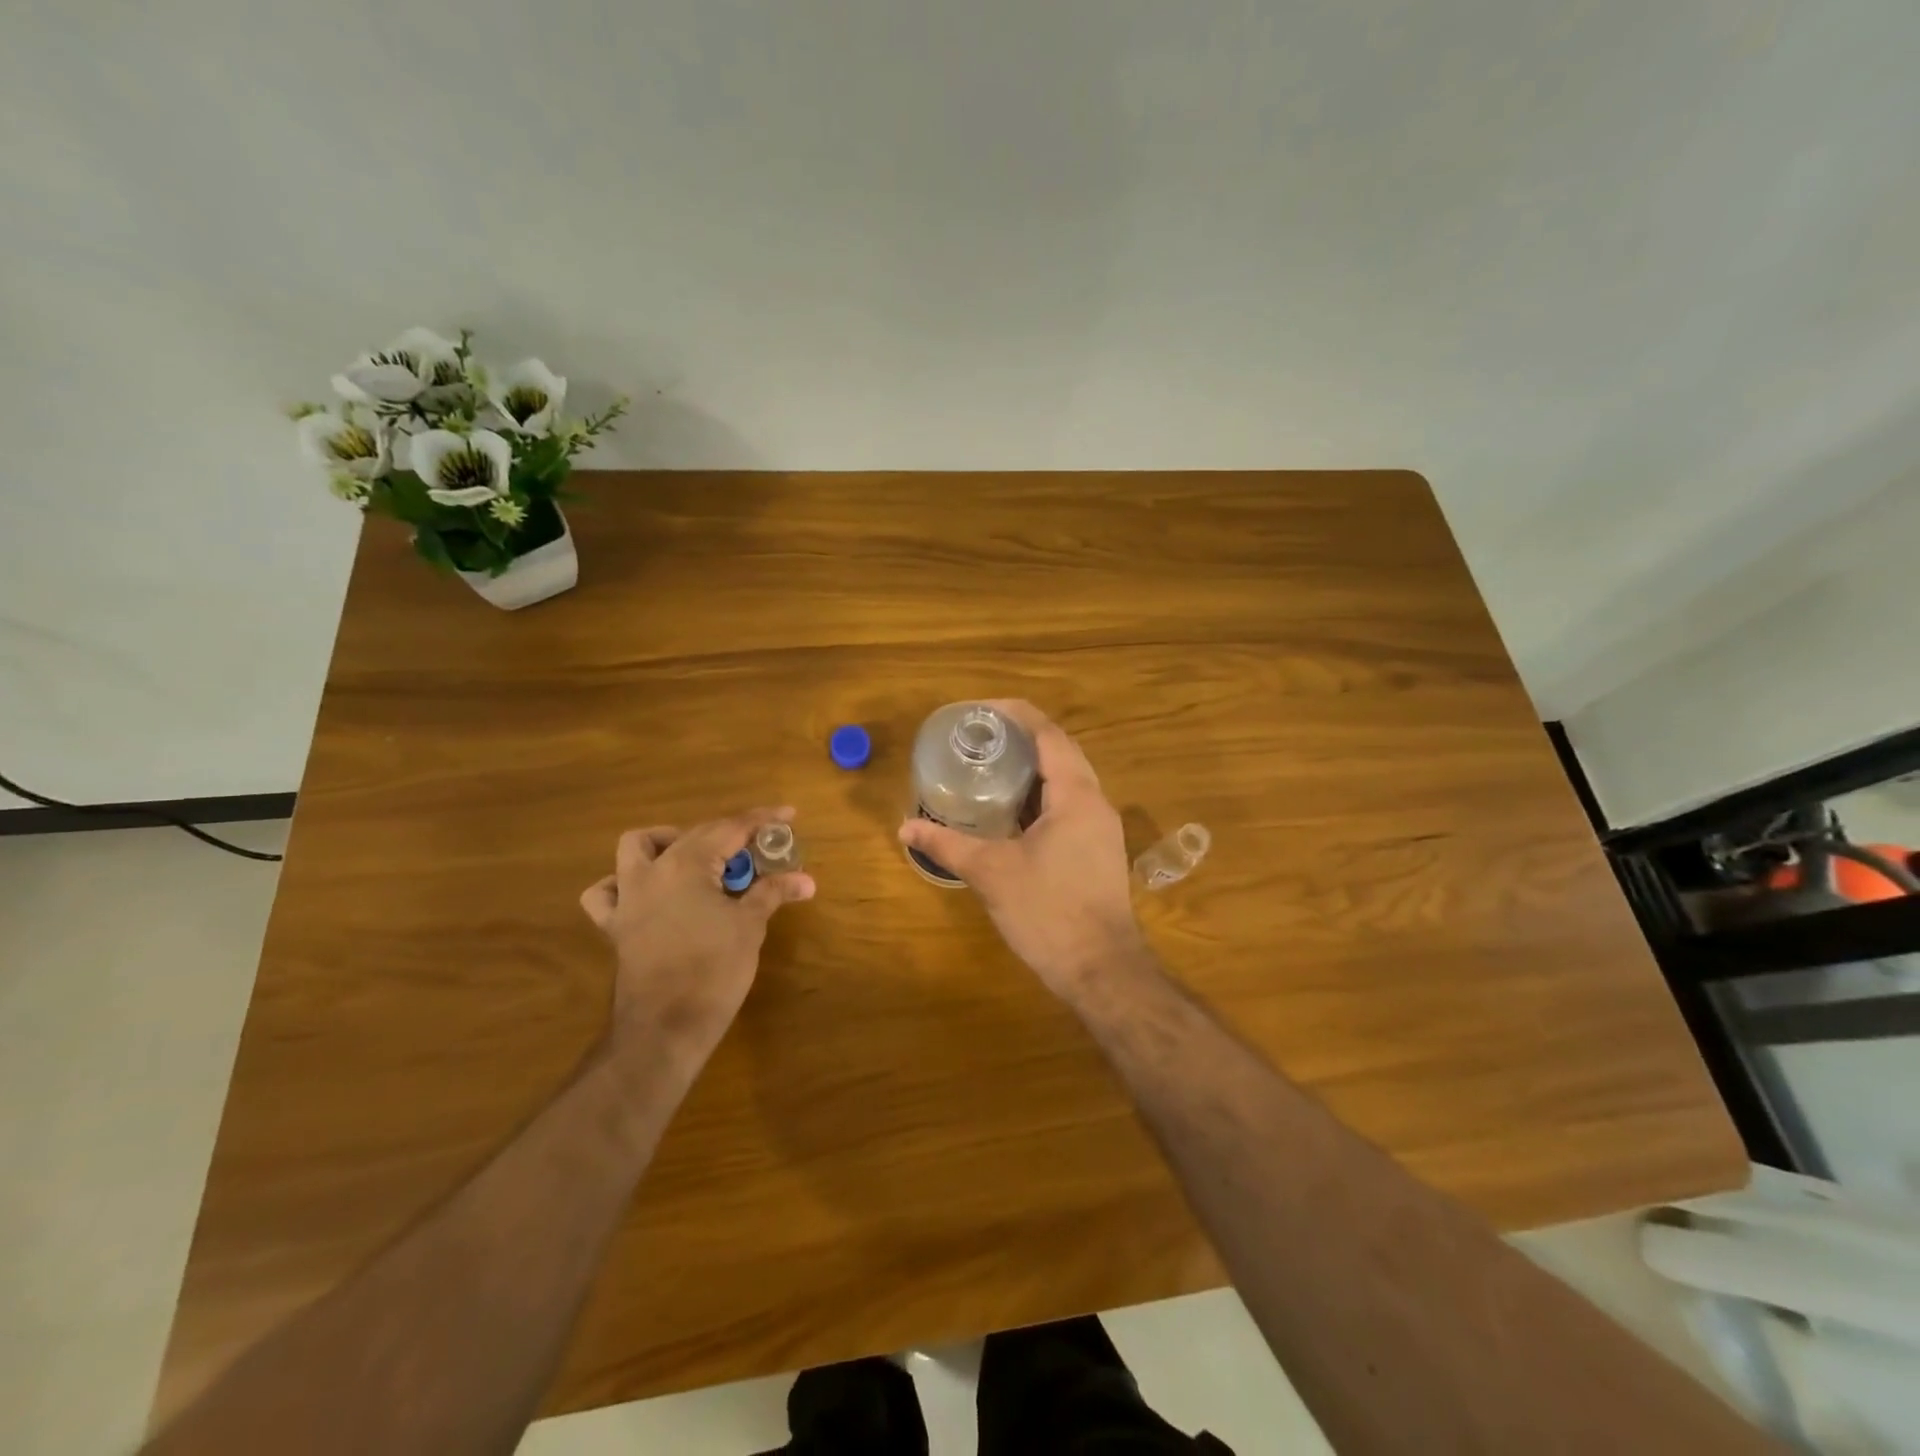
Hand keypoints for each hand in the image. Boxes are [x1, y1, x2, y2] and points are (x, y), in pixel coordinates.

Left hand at [580, 808, 815, 1066]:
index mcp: (687, 865)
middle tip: (759, 848)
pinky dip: (623, 884)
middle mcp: (652, 871)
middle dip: (730, 834)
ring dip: (666, 843)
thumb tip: (805, 880)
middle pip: (695, 834)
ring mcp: (628, 898)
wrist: (665, 1028)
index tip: (788, 815)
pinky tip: (647, 892)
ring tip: (697, 858)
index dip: (762, 820)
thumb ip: (773, 892)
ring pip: (636, 848)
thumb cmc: (713, 970)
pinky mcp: (616, 926)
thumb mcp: (750, 926)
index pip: (731, 828)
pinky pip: (606, 893)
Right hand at [898, 701, 1146, 998]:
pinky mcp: (1098, 850)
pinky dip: (1041, 797)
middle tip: (979, 737)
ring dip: (1033, 768)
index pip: (1049, 734)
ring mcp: (1101, 828)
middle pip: (1061, 751)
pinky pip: (1070, 805)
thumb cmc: (1048, 913)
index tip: (980, 710)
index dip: (1015, 714)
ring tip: (990, 767)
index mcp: (1076, 795)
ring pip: (1068, 780)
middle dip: (1022, 738)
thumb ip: (947, 845)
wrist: (1102, 971)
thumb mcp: (991, 873)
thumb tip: (905, 829)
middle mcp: (1096, 802)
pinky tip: (1010, 812)